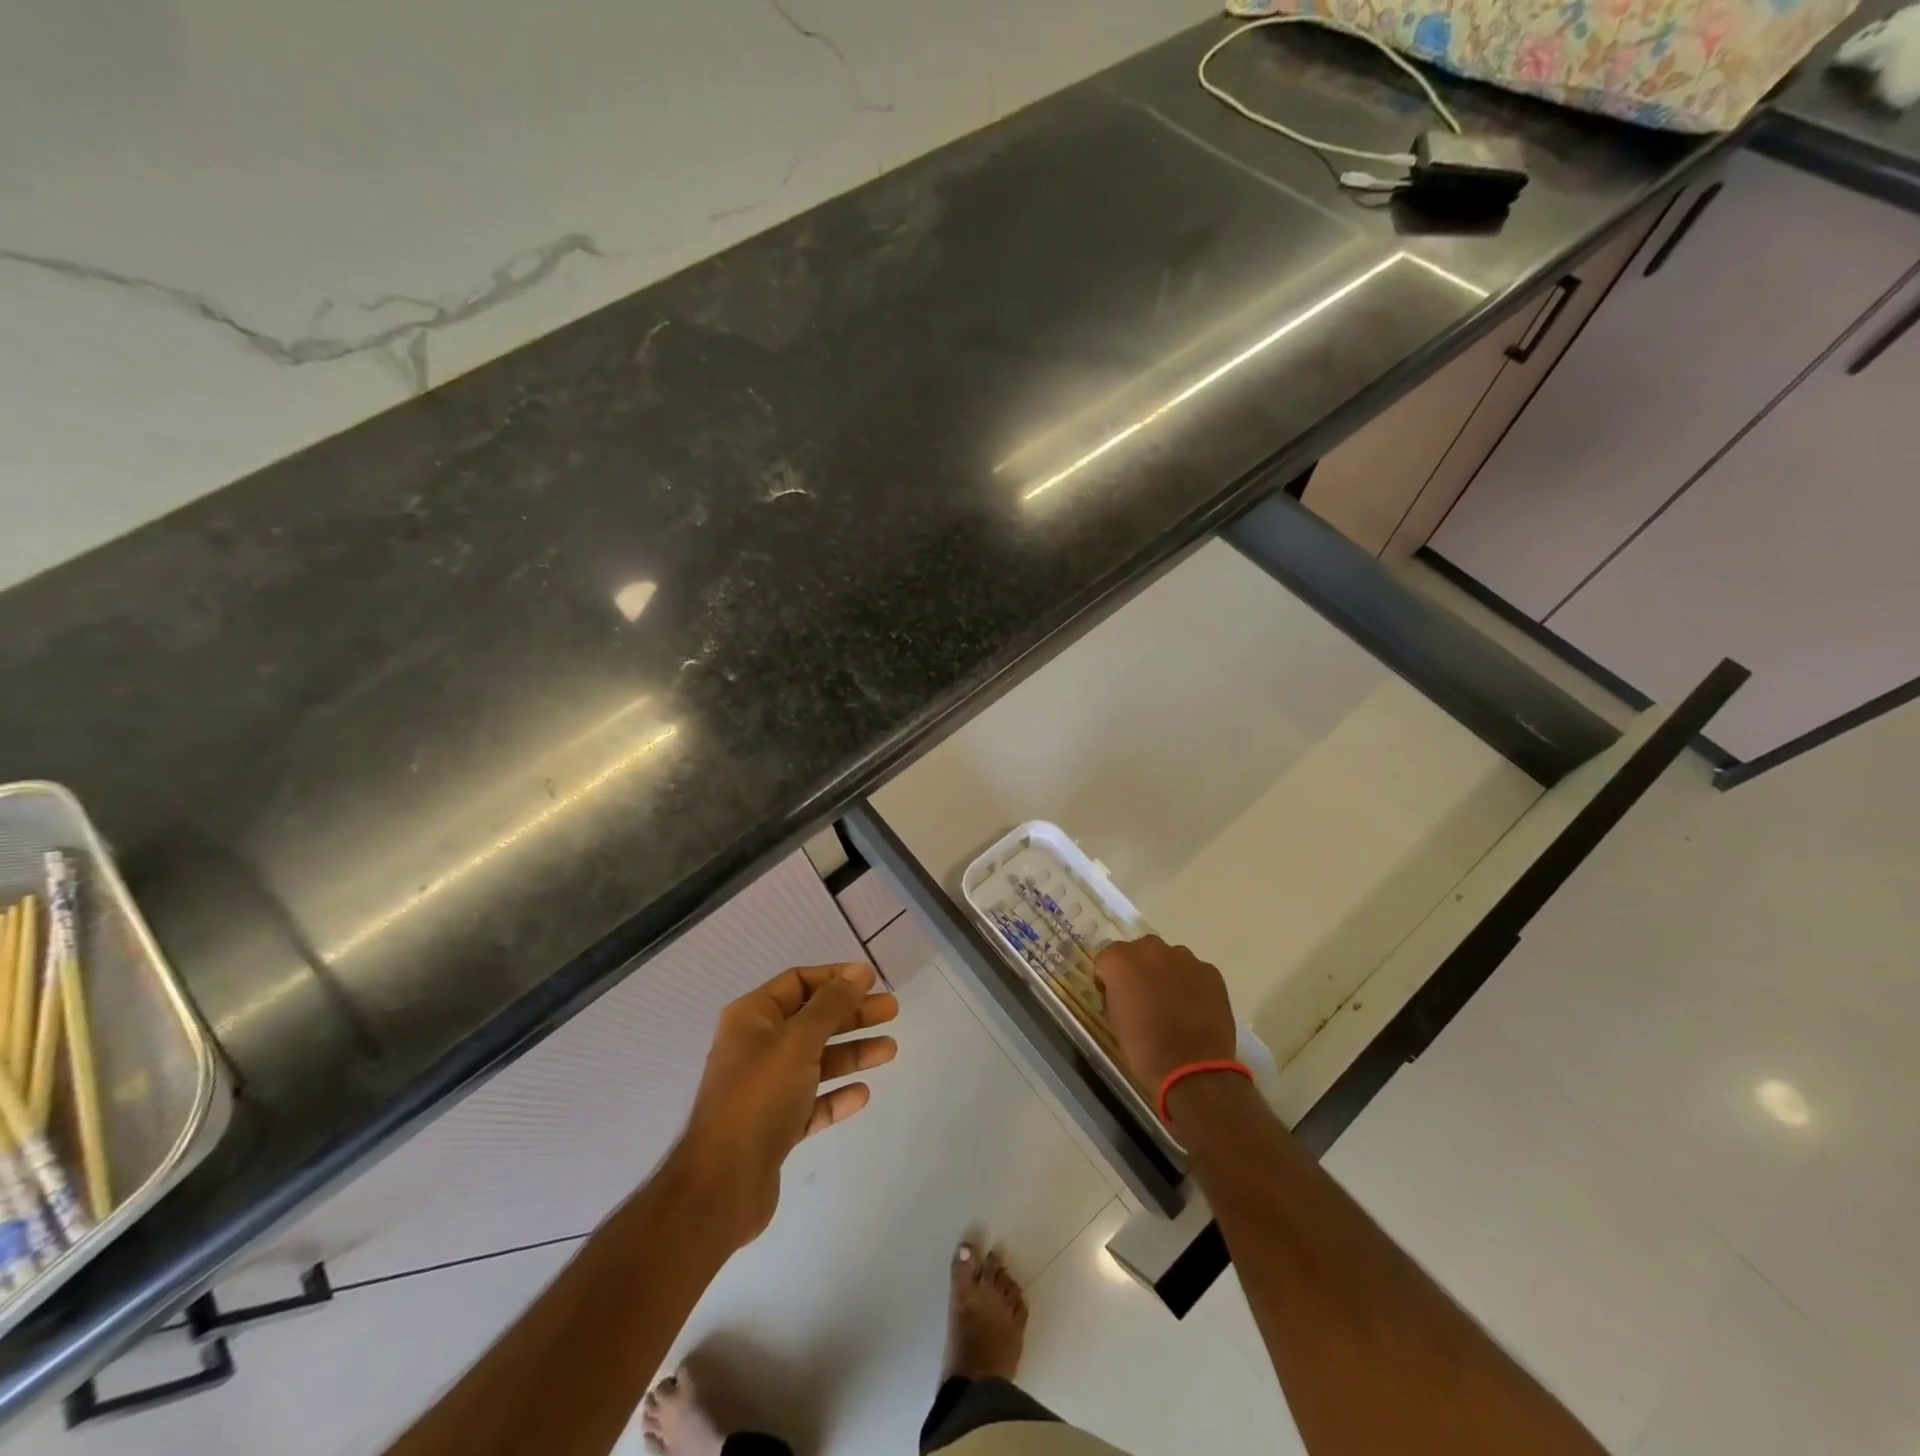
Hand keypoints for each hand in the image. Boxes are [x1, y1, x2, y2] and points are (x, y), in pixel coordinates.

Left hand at [679, 963, 898, 1244]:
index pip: (798, 982)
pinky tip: (862, 1094)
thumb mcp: (798, 1041)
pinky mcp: (774, 1127)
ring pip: (816, 1061)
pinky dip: (836, 1095)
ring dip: (852, 1053)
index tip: (872, 981)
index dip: (835, 978)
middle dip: (852, 1015)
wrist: (722, 1185)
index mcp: (752, 1018)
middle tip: (892, 1012)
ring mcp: (765, 1089)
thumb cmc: (758, 1097)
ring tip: (889, 1050)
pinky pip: (812, 1102)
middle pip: (812, 1021)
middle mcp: (756, 1047)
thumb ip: (831, 1005)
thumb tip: (858, 972)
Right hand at [1094, 935, 1236, 1093]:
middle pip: (1140, 951)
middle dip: (1139, 969)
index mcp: (1120, 960)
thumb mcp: (1114, 1020)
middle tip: (1144, 997)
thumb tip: (1123, 991)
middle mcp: (1151, 949)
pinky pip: (1194, 972)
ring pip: (1169, 959)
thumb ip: (1115, 994)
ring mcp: (1184, 958)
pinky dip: (1192, 984)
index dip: (1110, 977)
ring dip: (1167, 974)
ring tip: (1173, 1004)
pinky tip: (1194, 1009)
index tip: (1115, 996)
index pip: (1107, 958)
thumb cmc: (1144, 1047)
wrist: (1192, 1068)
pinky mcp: (1210, 971)